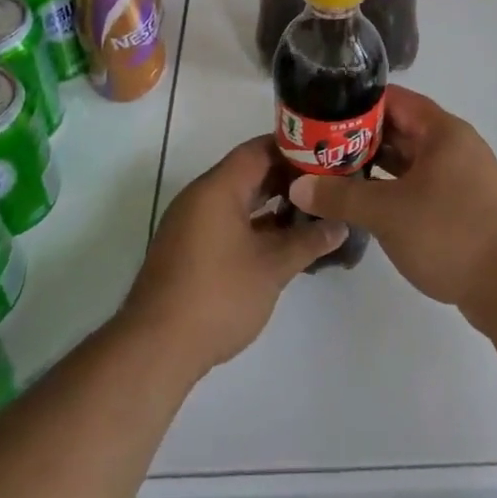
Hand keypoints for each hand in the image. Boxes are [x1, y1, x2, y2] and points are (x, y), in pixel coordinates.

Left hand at [123, 136, 345, 375]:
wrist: (156, 348)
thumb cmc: (218, 296)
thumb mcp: (272, 267)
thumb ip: (308, 241)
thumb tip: (340, 224)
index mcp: (218, 188)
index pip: (259, 149)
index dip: (294, 150)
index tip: (326, 158)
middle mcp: (201, 197)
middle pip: (249, 173)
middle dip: (288, 179)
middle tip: (326, 186)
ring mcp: (191, 224)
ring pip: (239, 200)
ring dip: (272, 205)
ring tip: (311, 213)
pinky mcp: (189, 249)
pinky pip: (227, 222)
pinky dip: (255, 225)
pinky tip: (282, 242)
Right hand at [288, 87, 496, 318]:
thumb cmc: (450, 234)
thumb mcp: (388, 213)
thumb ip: (341, 196)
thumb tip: (299, 186)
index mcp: (442, 132)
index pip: (394, 100)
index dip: (357, 103)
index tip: (323, 114)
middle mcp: (455, 146)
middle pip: (401, 130)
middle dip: (360, 138)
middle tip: (319, 148)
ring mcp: (461, 177)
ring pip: (410, 161)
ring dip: (376, 167)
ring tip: (334, 175)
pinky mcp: (462, 206)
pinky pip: (420, 185)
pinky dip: (394, 189)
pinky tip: (366, 203)